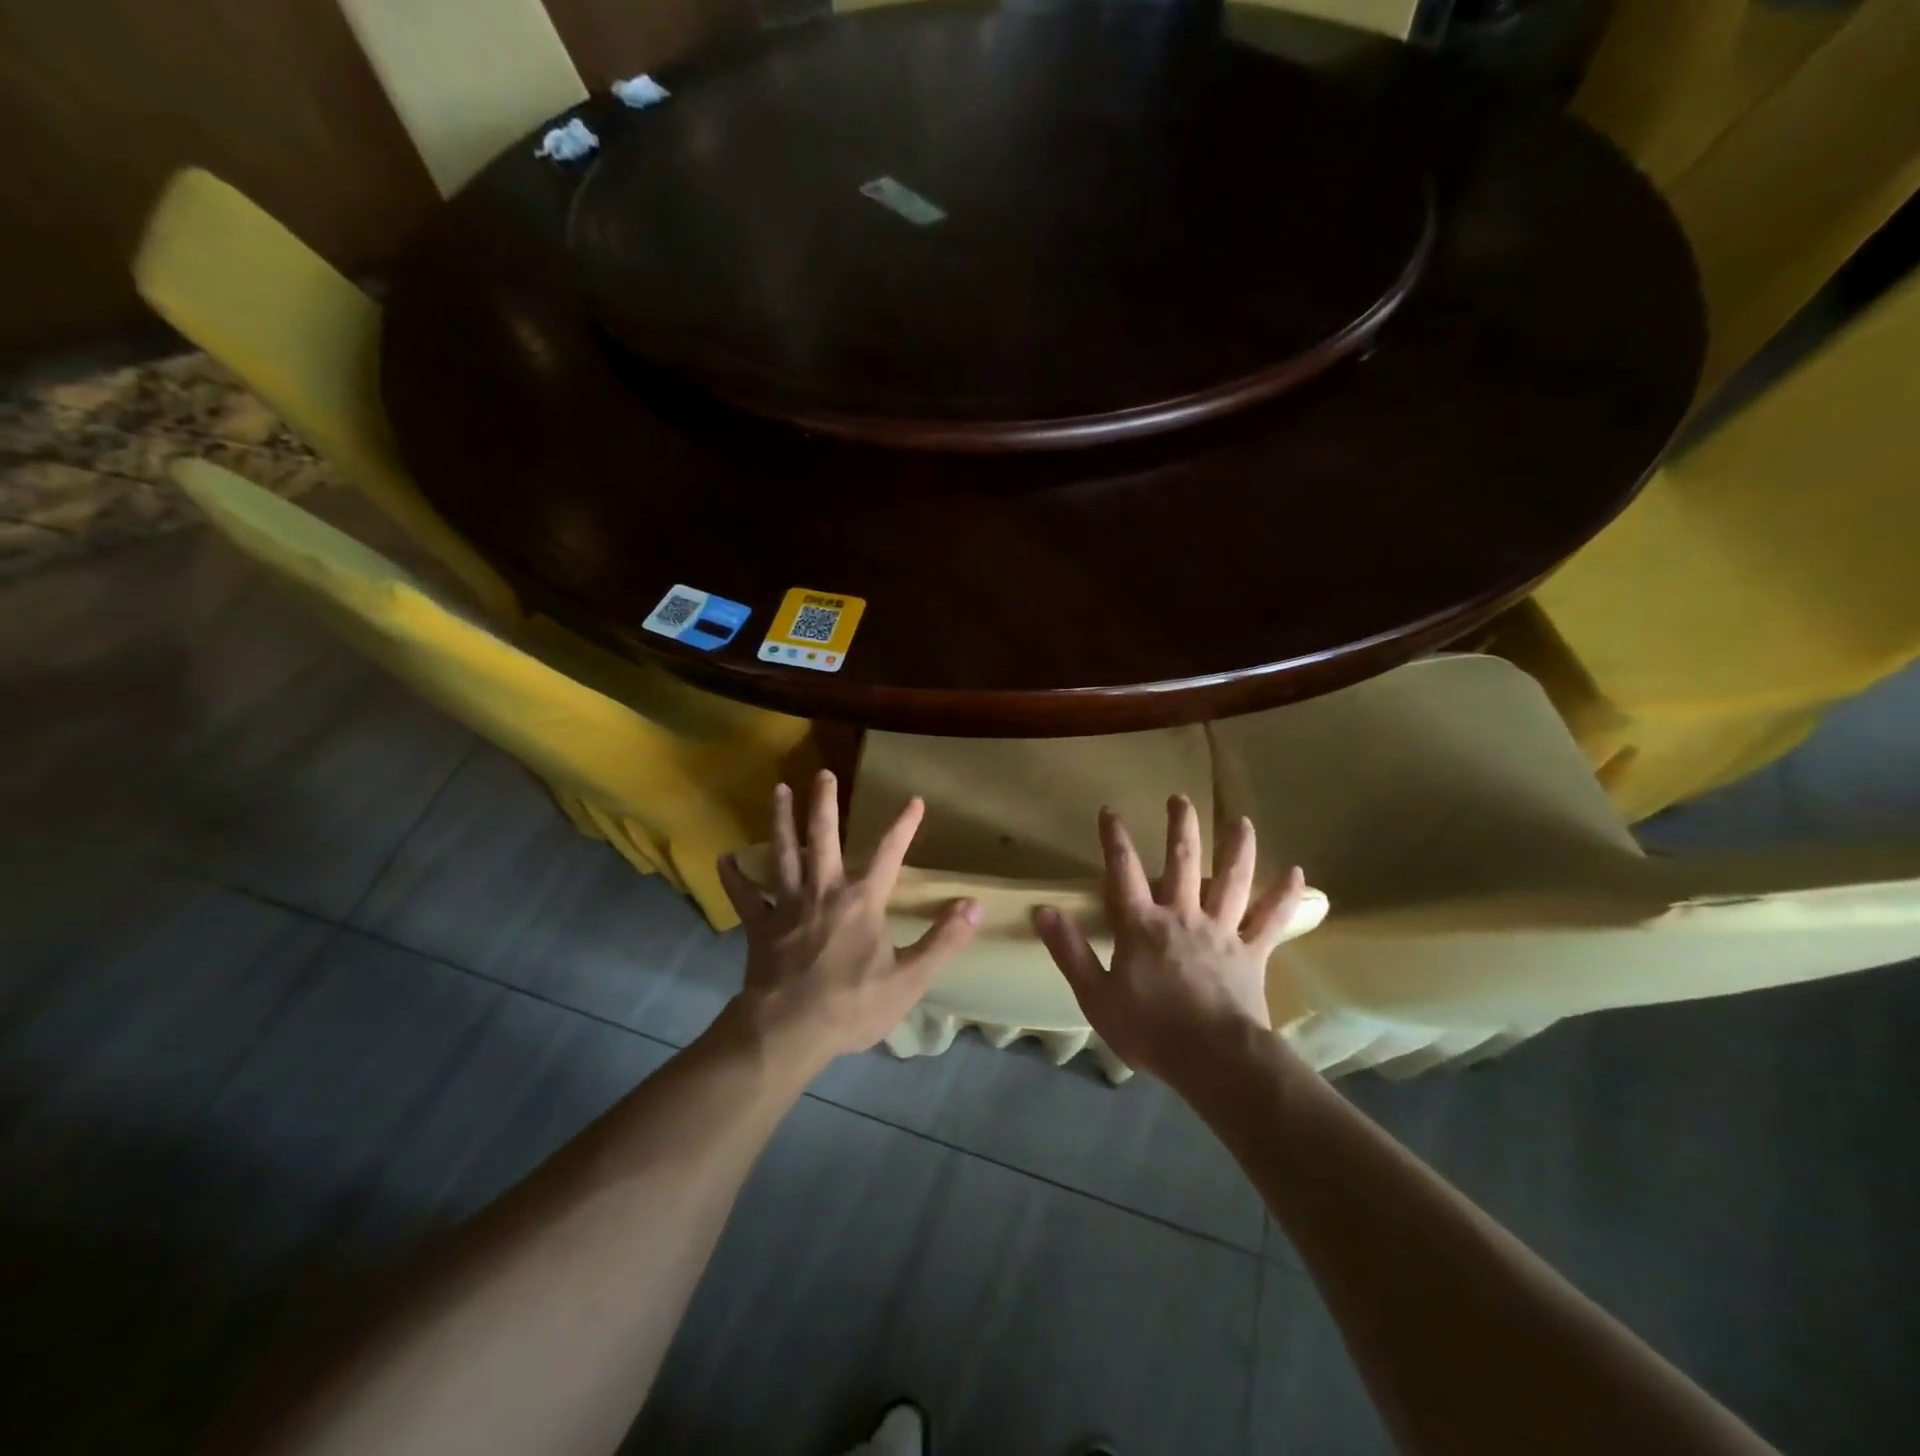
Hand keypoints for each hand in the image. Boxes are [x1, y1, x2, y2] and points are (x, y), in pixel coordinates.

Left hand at [717, 771, 980, 1071]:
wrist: (788, 1031)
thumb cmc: (852, 1006)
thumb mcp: (910, 979)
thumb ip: (942, 940)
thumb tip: (974, 905)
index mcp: (862, 902)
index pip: (889, 855)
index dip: (904, 826)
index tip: (914, 800)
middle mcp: (823, 892)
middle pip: (823, 838)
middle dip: (824, 803)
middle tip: (822, 773)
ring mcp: (787, 906)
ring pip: (783, 854)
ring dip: (781, 821)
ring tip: (779, 790)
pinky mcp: (760, 926)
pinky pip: (745, 897)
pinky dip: (734, 877)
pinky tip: (724, 858)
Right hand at [1035, 796, 1305, 1087]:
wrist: (1213, 1059)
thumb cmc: (1150, 1029)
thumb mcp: (1095, 995)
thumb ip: (1069, 951)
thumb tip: (1042, 911)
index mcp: (1142, 925)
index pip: (1123, 872)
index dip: (1115, 839)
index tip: (1110, 811)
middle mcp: (1183, 916)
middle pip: (1182, 862)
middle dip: (1180, 827)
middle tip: (1180, 798)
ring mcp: (1221, 931)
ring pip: (1232, 880)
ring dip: (1237, 847)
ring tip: (1241, 820)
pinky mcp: (1252, 952)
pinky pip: (1271, 919)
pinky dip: (1284, 896)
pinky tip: (1297, 873)